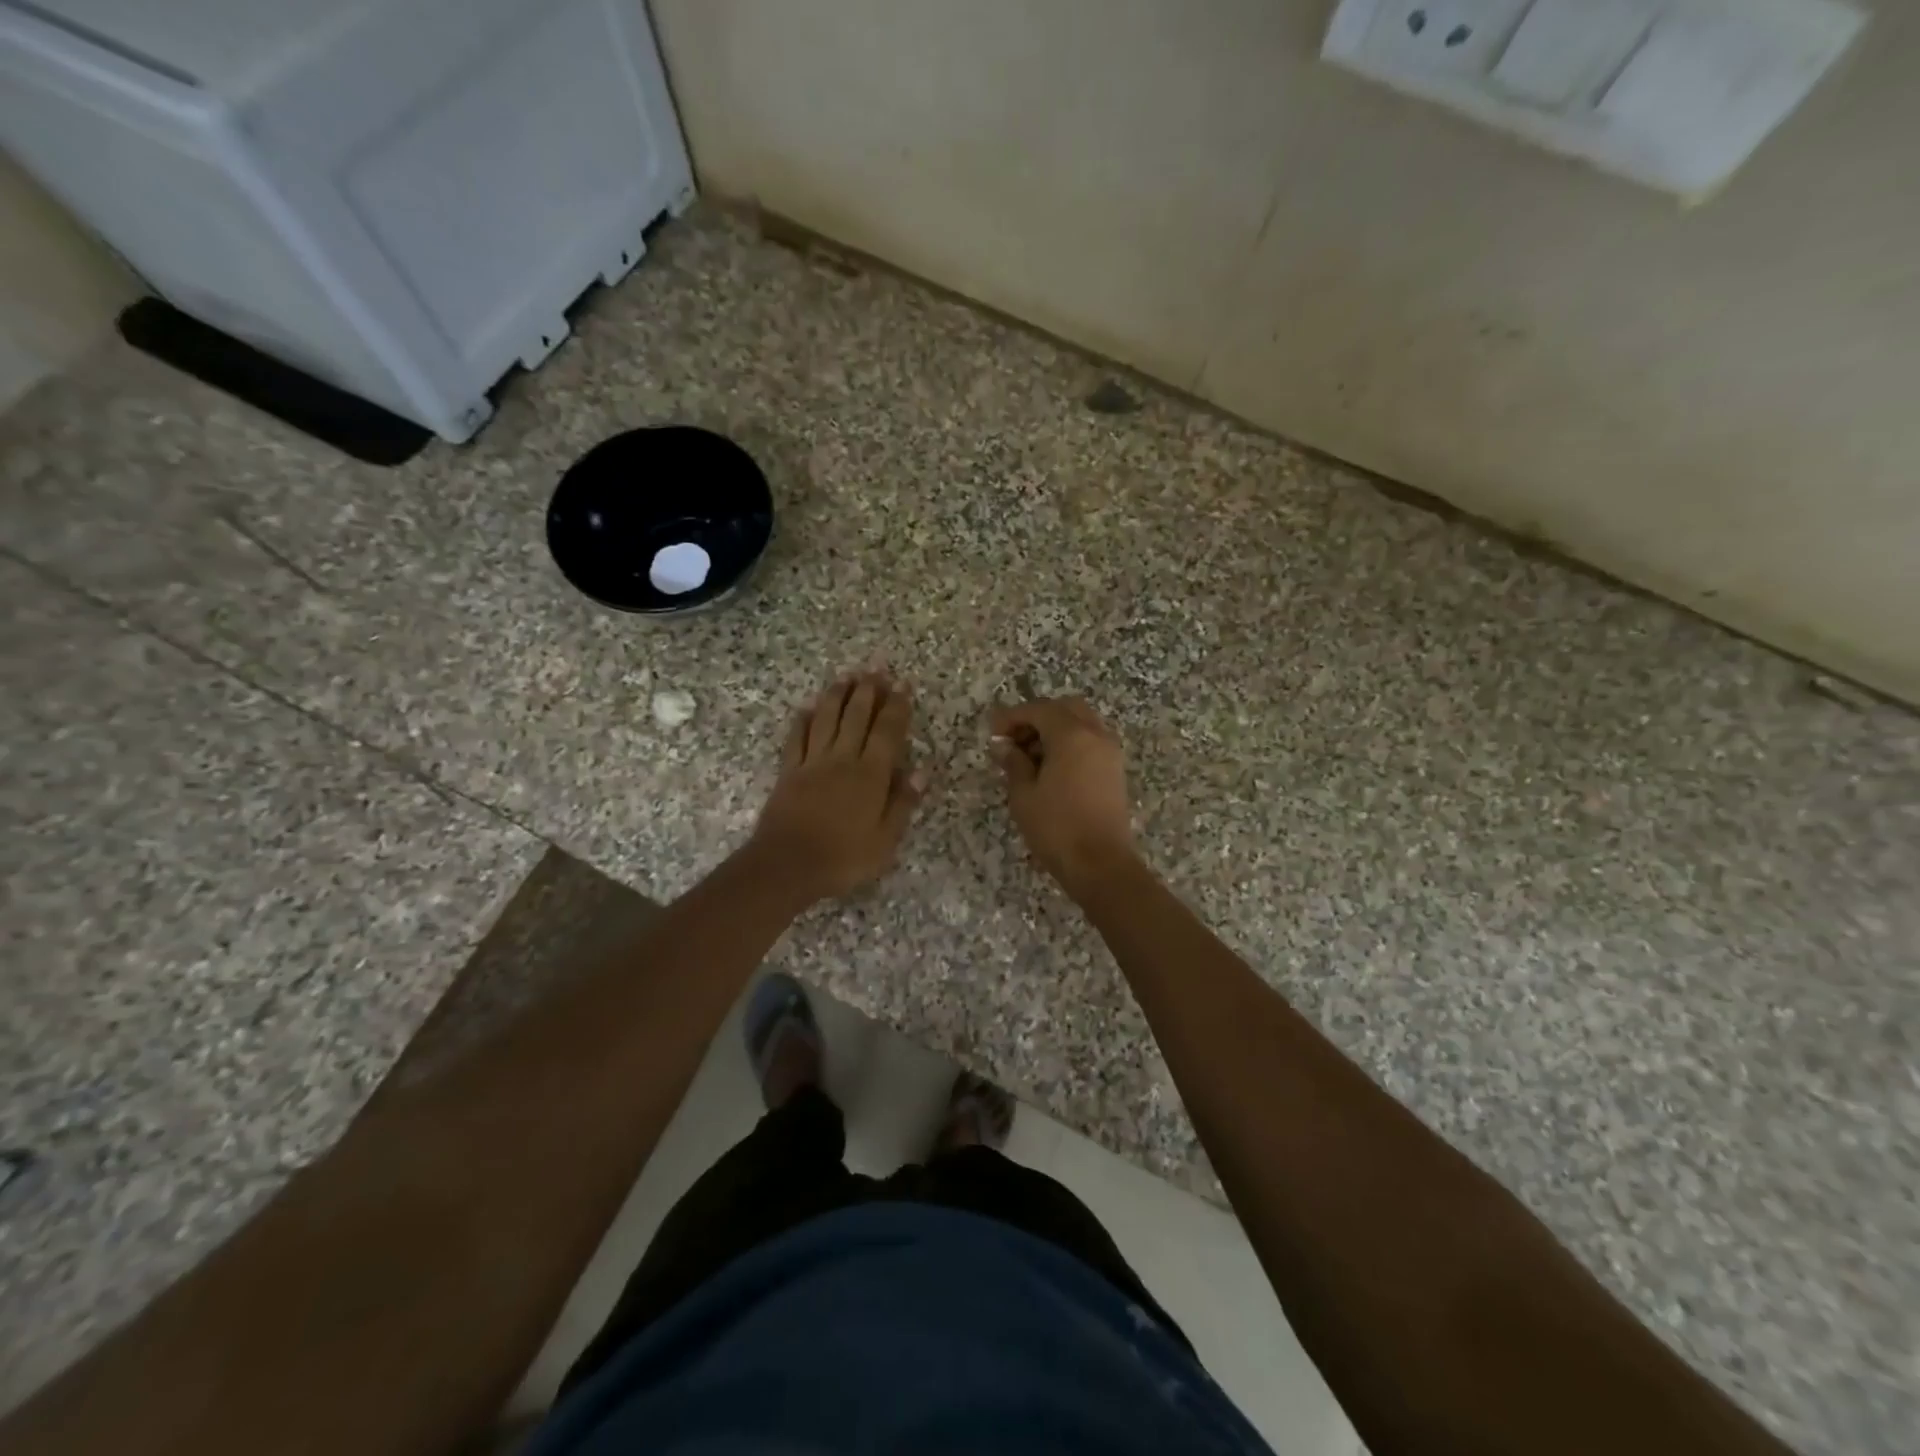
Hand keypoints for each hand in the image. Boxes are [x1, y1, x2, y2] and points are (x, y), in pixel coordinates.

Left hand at [750, 670, 925, 902]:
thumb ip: (902, 804)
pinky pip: (796, 738)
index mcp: (870, 775)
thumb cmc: (843, 858)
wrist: (787, 865)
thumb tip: (920, 771)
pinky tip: (806, 707)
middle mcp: (842, 760)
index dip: (896, 706)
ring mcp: (812, 763)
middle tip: (876, 668)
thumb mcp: (885, 841)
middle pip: (856, 716)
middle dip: (868, 690)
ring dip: (837, 695)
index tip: (903, 684)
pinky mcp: (789, 772)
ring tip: (846, 676)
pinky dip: (802, 720)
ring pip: (826, 719)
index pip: (887, 732)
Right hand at [990, 696, 1136, 893]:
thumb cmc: (1056, 827)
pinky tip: (1050, 769)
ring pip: (1081, 724)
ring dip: (1055, 731)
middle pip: (1065, 709)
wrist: (1101, 864)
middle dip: (1037, 718)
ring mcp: (1110, 752)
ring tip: (1029, 758)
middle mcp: (1095, 735)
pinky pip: (1090, 742)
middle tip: (1014, 740)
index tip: (993, 732)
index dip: (1013, 716)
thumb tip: (1003, 746)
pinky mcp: (1114, 771)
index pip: (1039, 710)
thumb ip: (1013, 763)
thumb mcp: (1023, 795)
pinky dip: (1070, 744)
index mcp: (1072, 735)